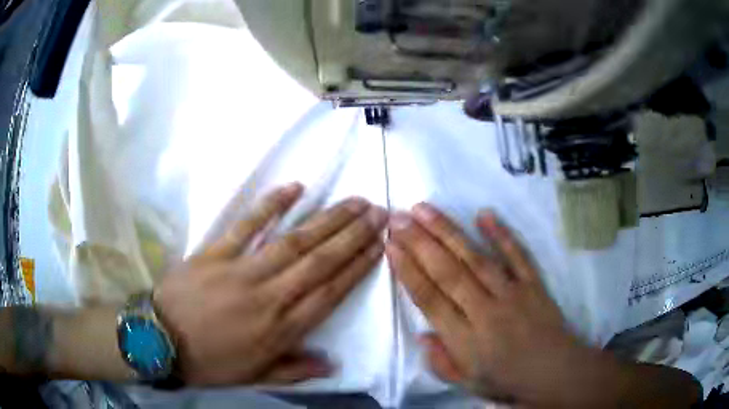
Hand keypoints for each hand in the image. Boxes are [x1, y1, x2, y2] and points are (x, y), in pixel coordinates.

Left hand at [154, 183, 387, 385]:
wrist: (160, 339)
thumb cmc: (210, 362)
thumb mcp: (255, 376)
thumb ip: (295, 370)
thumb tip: (332, 365)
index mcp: (280, 328)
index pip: (329, 292)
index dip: (357, 268)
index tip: (379, 246)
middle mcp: (269, 295)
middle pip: (320, 261)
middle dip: (353, 235)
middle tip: (378, 213)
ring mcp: (241, 269)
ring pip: (294, 241)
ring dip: (327, 220)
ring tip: (353, 203)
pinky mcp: (216, 252)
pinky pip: (247, 225)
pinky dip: (271, 205)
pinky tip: (295, 188)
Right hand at [386, 203, 591, 403]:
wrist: (554, 371)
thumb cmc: (507, 380)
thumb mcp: (467, 383)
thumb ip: (441, 362)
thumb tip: (422, 335)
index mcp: (465, 340)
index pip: (430, 300)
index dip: (408, 271)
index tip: (391, 245)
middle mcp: (485, 312)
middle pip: (448, 273)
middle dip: (420, 243)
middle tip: (398, 218)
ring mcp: (512, 294)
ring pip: (475, 258)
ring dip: (448, 232)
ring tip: (424, 209)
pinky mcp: (533, 284)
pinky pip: (517, 255)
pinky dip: (501, 234)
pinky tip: (484, 214)